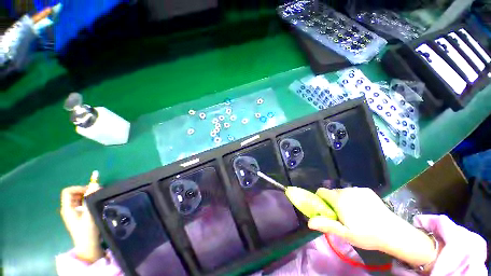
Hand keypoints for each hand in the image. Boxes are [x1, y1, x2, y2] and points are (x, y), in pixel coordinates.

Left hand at [60, 183, 103, 262]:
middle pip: (73, 194)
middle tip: (97, 194)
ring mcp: (72, 213)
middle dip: (85, 192)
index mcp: (67, 208)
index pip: (68, 191)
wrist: (88, 246)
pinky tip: (95, 206)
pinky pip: (81, 204)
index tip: (91, 191)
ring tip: (97, 200)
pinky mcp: (77, 217)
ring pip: (78, 199)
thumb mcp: (90, 213)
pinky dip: (88, 202)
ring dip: (87, 197)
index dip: (79, 188)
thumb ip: (91, 199)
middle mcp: (68, 209)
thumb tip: (95, 184)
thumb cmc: (87, 230)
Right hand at [308, 187, 437, 268]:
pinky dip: (353, 198)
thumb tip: (309, 222)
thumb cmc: (366, 235)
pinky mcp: (367, 190)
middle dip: (332, 201)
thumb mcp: (345, 234)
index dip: (320, 199)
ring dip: (343, 200)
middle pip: (332, 192)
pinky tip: (363, 209)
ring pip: (342, 192)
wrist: (393, 232)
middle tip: (341, 216)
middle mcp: (346, 190)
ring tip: (353, 213)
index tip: (326, 210)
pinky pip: (353, 192)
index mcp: (338, 199)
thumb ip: (326, 225)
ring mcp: (357, 189)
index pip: (321, 191)